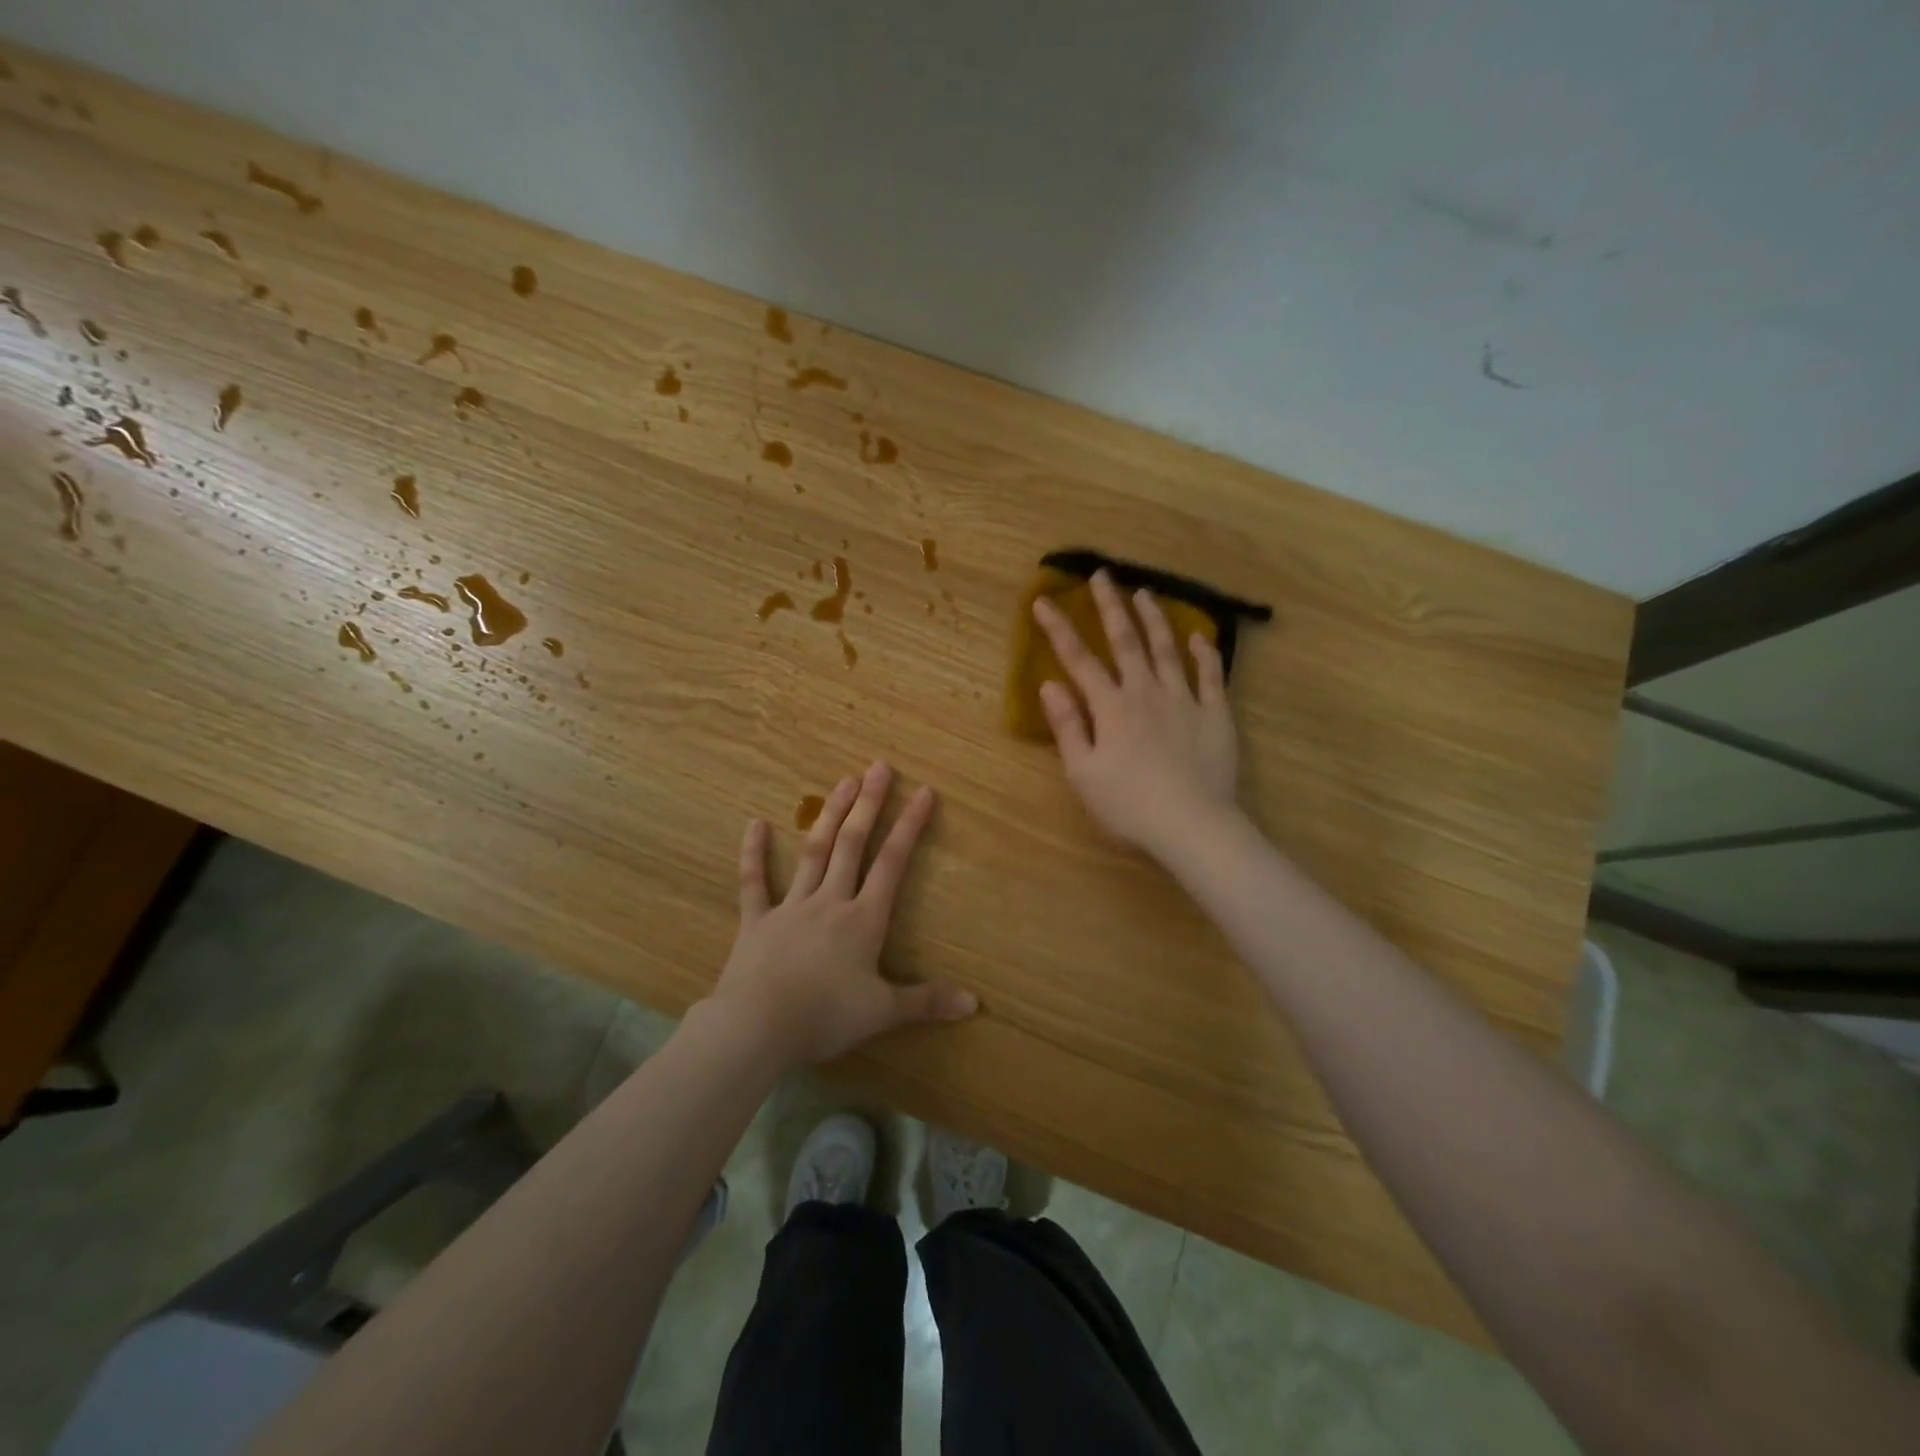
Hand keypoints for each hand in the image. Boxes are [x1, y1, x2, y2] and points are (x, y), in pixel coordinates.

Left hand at [707, 762, 976, 1066]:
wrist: (757, 1027)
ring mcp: (790, 907)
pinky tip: (754, 823)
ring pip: (813, 853)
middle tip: (878, 766)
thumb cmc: (824, 1017)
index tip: (924, 792)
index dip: (909, 826)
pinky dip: (754, 853)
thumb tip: (974, 1003)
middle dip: (868, 805)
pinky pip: (754, 882)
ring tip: (842, 781)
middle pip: (852, 845)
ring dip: (828, 816)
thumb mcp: (882, 1012)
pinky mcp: (756, 921)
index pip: (892, 863)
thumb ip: (927, 1002)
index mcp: (863, 919)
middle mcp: (830, 901)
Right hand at [1032, 570, 1240, 858]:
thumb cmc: (1128, 806)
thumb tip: (1049, 683)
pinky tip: (1199, 636)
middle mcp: (1146, 692)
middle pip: (1126, 641)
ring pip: (1167, 649)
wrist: (1192, 825)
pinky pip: (1211, 676)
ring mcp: (1184, 700)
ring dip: (1155, 619)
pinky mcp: (1215, 715)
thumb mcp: (1083, 772)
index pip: (1079, 660)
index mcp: (1111, 707)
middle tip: (1103, 575)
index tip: (1043, 600)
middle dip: (1110, 606)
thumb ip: (1067, 725)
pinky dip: (1205, 654)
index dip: (1059, 629)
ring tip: (1145, 593)